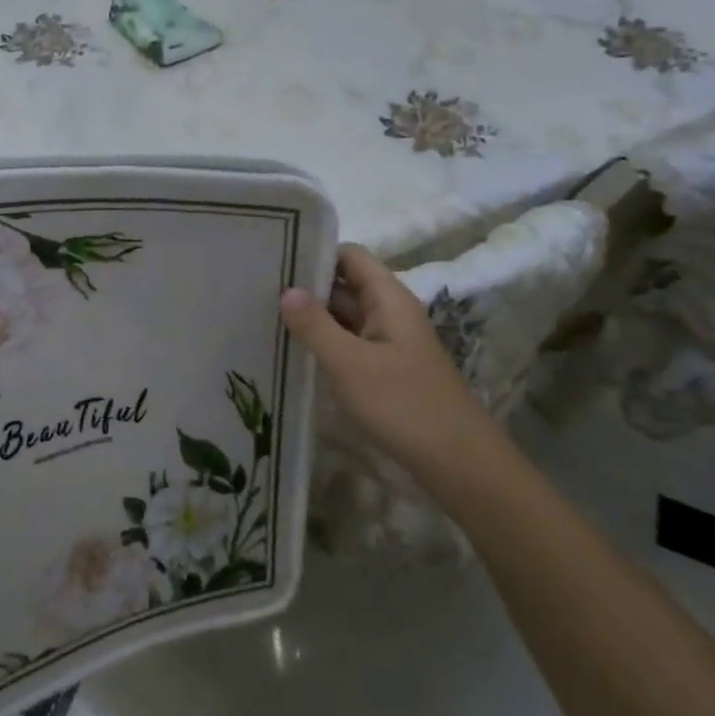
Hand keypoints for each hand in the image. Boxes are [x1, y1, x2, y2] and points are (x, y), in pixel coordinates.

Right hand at [280, 244, 500, 478]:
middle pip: (344, 284)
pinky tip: (293, 351)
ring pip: (344, 316)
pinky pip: (349, 343)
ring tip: (264, 316)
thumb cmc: (403, 405)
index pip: (350, 255)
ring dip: (312, 317)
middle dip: (306, 286)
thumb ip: (315, 325)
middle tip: (257, 290)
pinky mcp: (384, 369)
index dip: (316, 252)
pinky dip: (324, 342)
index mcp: (389, 299)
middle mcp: (389, 312)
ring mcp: (388, 342)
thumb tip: (286, 290)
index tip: (275, 259)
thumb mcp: (350, 364)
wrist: (457, 463)